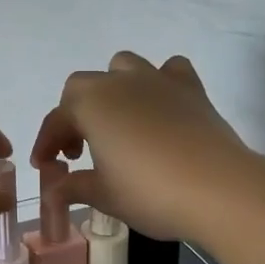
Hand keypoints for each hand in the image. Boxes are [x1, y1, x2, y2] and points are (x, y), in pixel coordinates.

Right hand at [30, 51, 250, 242]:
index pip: (56, 120)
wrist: (219, 189)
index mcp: (89, 104)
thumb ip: (73, 187)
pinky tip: (162, 108)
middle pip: (83, 87)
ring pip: (123, 67)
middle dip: (75, 115)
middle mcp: (118, 82)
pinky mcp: (191, 89)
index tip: (45, 168)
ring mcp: (156, 80)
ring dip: (113, 89)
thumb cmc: (150, 192)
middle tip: (80, 151)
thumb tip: (55, 189)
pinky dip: (161, 84)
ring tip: (118, 122)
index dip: (46, 145)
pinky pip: (170, 72)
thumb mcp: (103, 195)